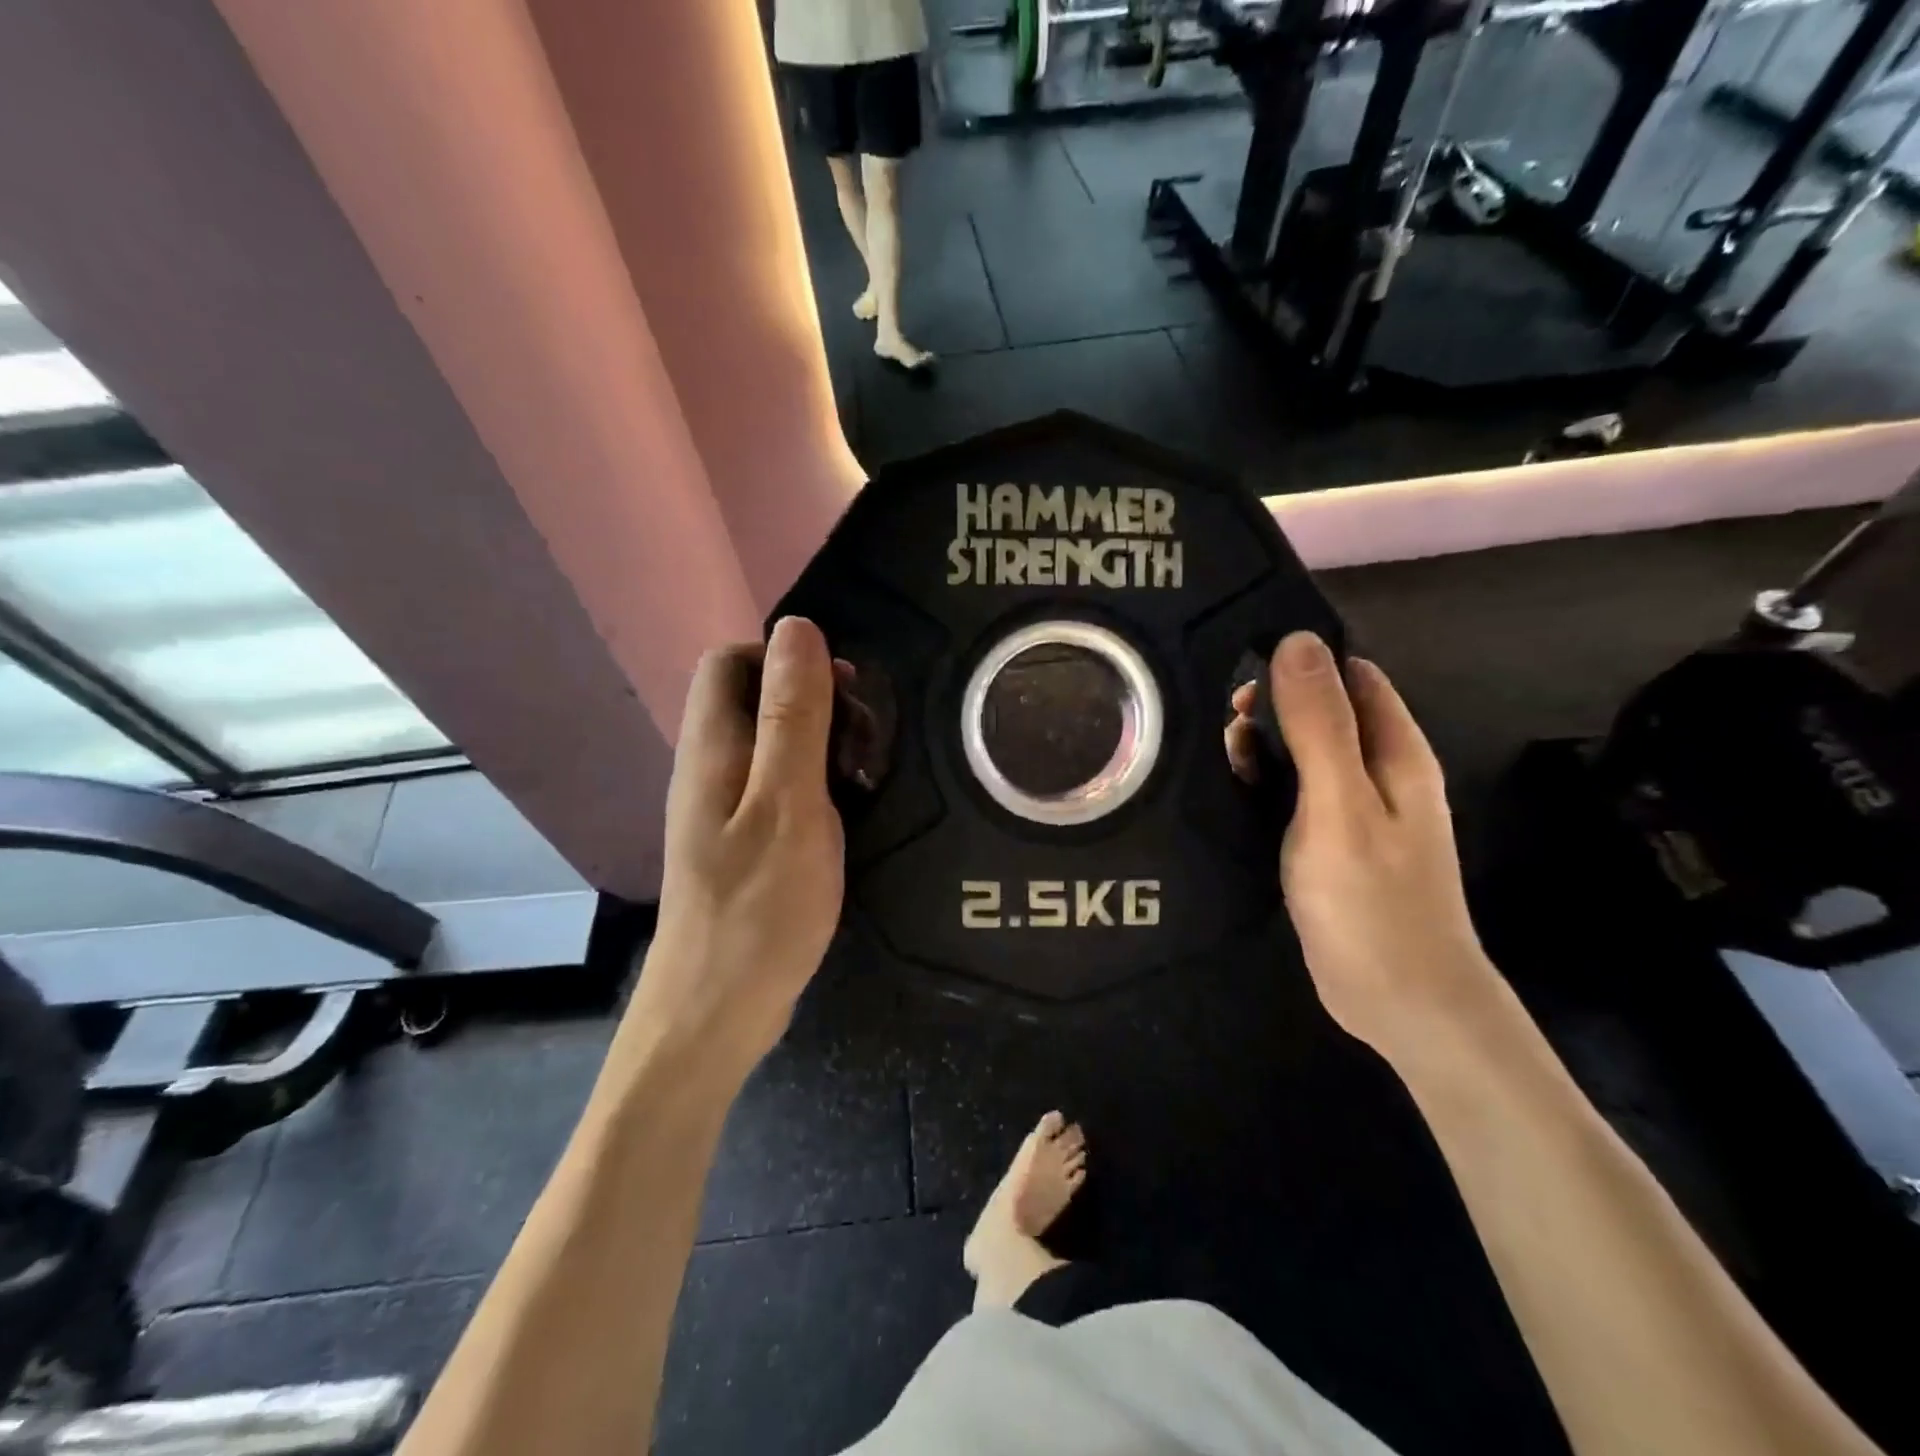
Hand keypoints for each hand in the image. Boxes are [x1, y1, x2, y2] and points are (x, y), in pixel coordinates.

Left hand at [628, 617, 845, 1078]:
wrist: (718, 1010)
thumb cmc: (759, 905)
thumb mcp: (789, 800)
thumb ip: (793, 714)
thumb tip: (796, 627)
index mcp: (712, 747)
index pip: (730, 661)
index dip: (786, 659)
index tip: (842, 693)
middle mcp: (708, 768)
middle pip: (753, 699)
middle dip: (814, 703)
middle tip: (863, 745)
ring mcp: (723, 809)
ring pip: (771, 745)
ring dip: (821, 746)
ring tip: (862, 781)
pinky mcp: (741, 843)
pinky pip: (778, 787)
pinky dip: (816, 785)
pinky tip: (845, 815)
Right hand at [1227, 632, 1497, 1060]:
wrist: (1401, 1001)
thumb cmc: (1372, 900)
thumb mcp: (1339, 803)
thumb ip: (1320, 724)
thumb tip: (1299, 641)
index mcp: (1394, 751)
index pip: (1349, 674)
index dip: (1299, 662)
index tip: (1241, 666)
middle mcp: (1379, 772)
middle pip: (1324, 711)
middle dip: (1273, 707)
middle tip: (1224, 725)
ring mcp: (1356, 810)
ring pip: (1304, 753)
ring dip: (1263, 747)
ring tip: (1220, 759)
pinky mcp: (1332, 842)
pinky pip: (1294, 793)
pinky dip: (1264, 784)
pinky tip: (1232, 794)